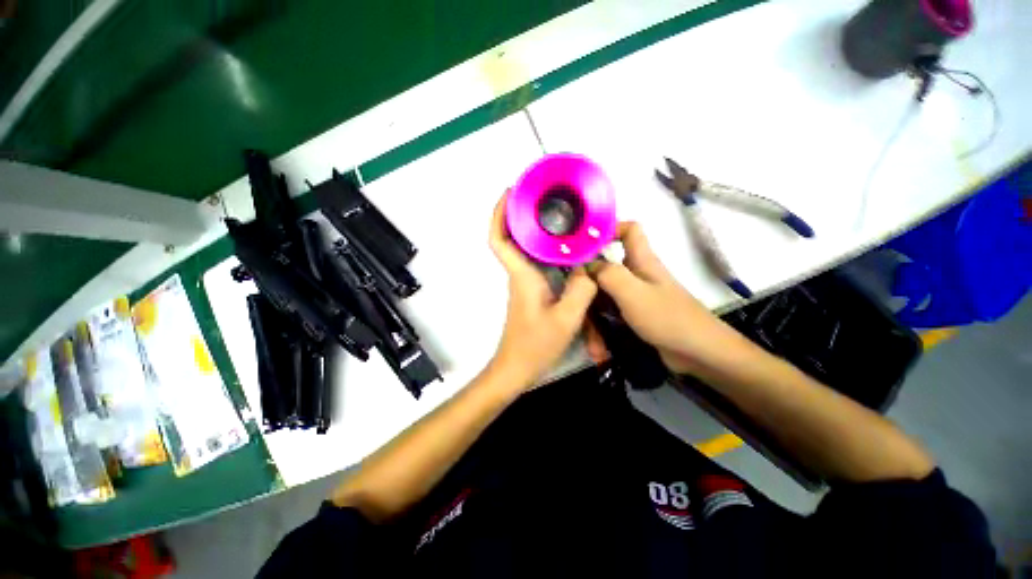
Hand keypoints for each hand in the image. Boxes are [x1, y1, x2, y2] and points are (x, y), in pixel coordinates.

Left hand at [488, 192, 597, 388]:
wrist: (516, 368)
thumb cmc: (536, 344)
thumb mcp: (566, 318)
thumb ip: (582, 290)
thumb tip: (590, 270)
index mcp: (522, 275)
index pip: (499, 239)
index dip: (498, 214)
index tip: (510, 193)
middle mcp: (520, 275)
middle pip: (512, 238)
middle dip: (521, 215)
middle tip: (544, 198)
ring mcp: (524, 284)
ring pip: (525, 250)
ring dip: (535, 231)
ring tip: (559, 216)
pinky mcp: (531, 292)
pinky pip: (535, 263)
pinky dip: (545, 251)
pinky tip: (566, 250)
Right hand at [589, 222, 746, 375]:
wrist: (699, 354)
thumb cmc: (667, 317)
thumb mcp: (633, 292)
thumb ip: (608, 274)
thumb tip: (586, 265)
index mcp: (642, 261)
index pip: (629, 230)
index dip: (609, 228)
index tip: (584, 242)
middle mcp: (637, 276)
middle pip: (606, 268)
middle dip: (588, 283)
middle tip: (570, 296)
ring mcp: (635, 298)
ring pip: (605, 296)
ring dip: (593, 315)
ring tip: (587, 338)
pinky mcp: (634, 316)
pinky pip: (611, 315)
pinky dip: (602, 329)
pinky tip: (598, 348)